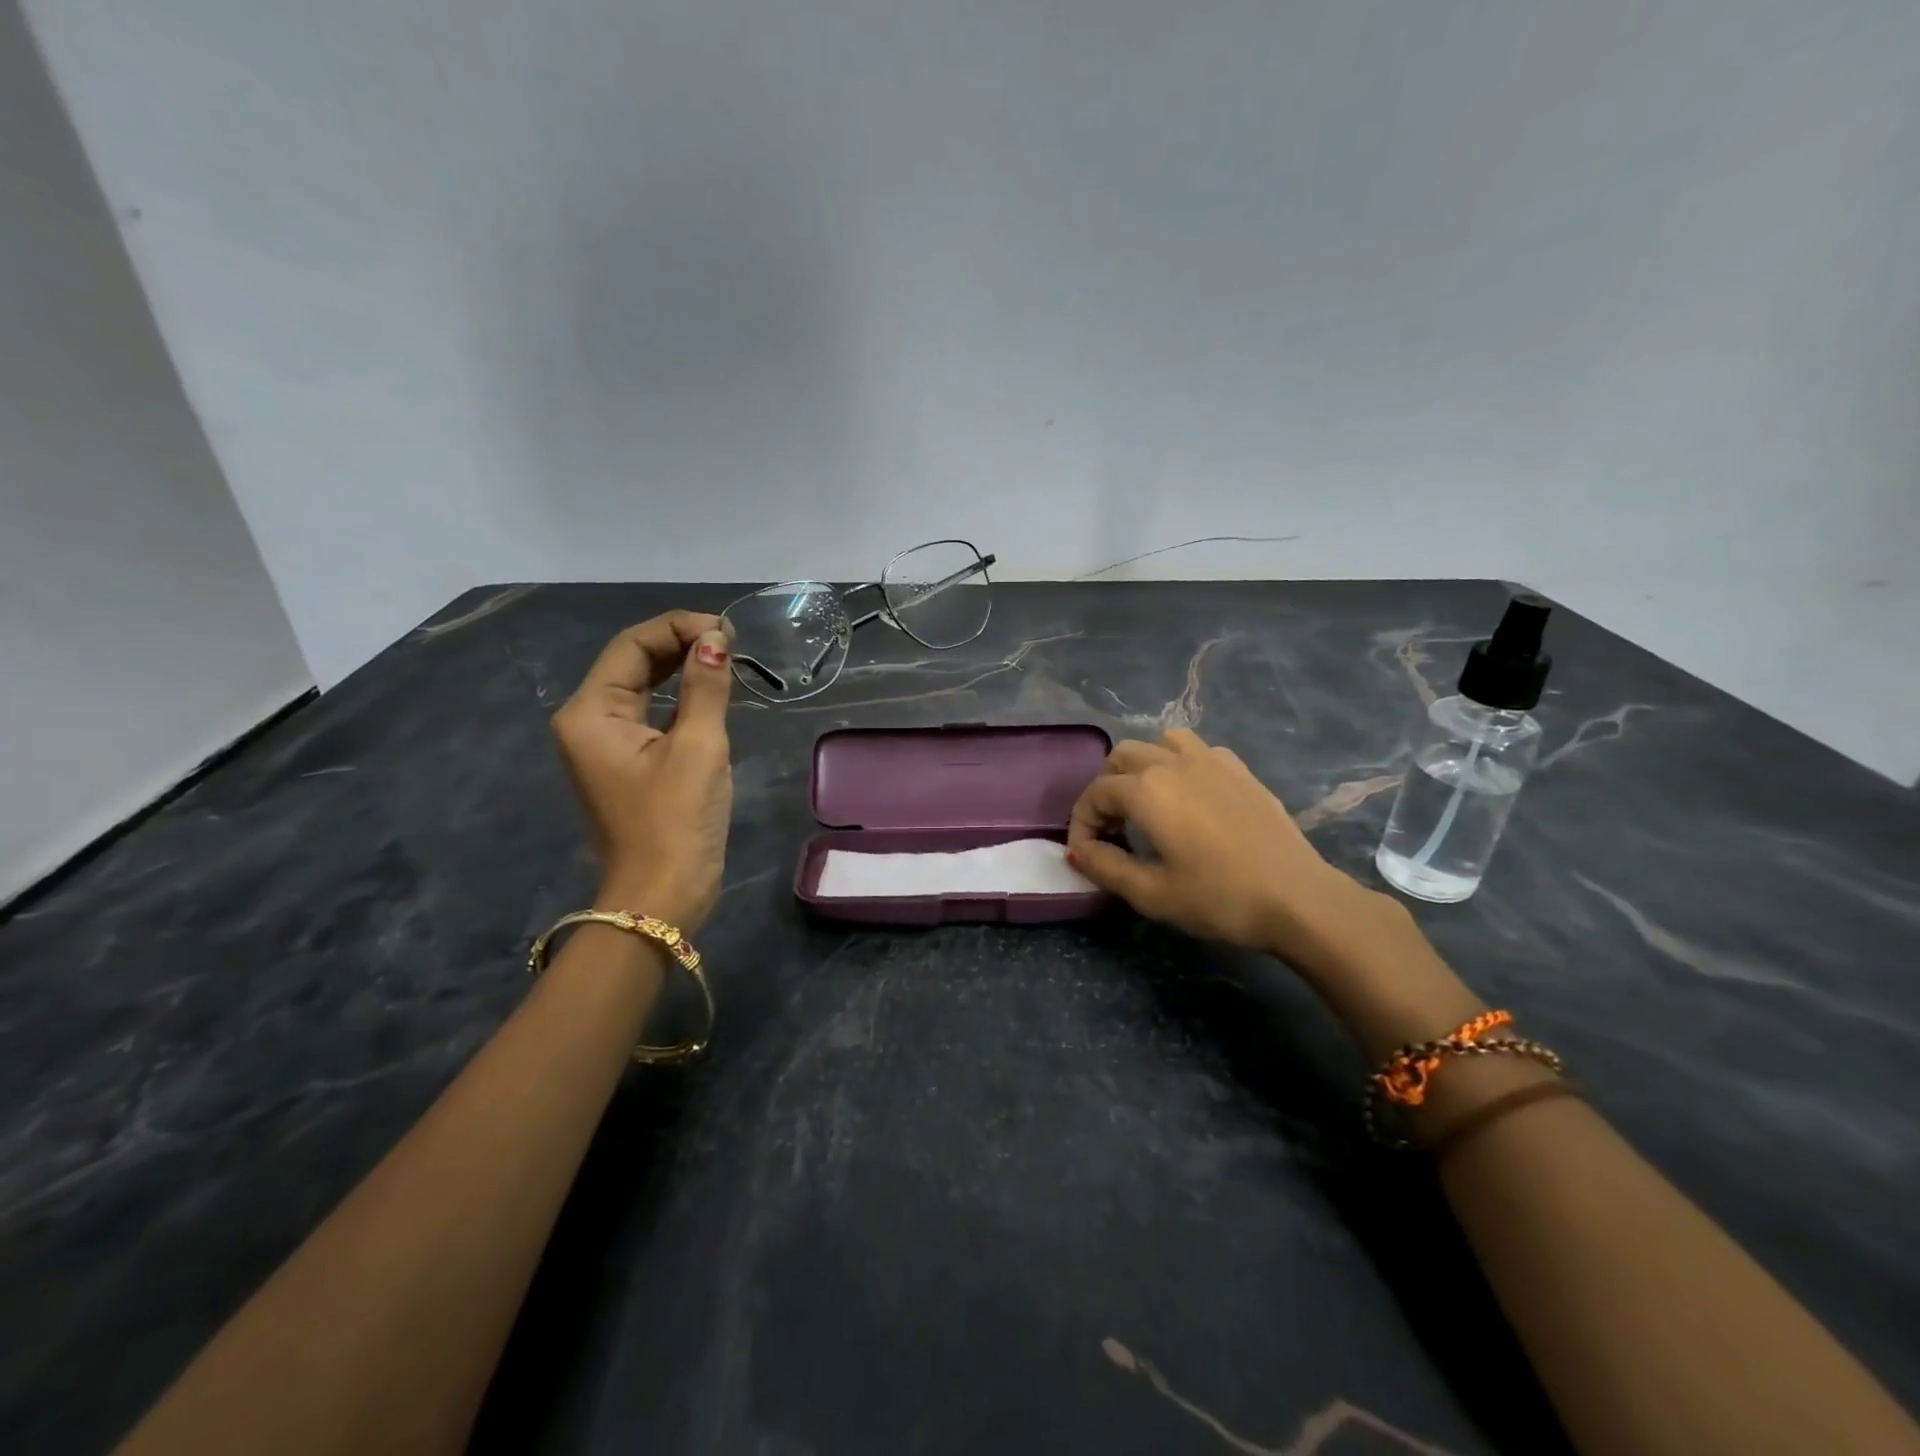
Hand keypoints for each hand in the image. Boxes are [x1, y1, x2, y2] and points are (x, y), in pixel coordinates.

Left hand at [550, 611, 734, 931]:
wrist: (662, 896)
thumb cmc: (676, 821)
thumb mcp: (698, 748)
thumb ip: (706, 687)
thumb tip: (715, 640)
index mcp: (591, 712)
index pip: (631, 645)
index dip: (678, 628)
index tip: (726, 632)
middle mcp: (589, 721)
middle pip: (633, 662)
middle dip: (680, 644)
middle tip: (731, 642)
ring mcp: (607, 744)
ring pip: (644, 687)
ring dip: (683, 668)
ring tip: (727, 659)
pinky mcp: (629, 764)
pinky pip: (653, 714)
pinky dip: (682, 698)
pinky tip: (712, 692)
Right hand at [1067, 729, 1405, 977]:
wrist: (1299, 899)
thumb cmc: (1220, 898)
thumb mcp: (1152, 894)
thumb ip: (1106, 867)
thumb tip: (1078, 852)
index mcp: (1147, 790)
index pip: (1095, 794)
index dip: (1081, 823)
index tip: (1085, 855)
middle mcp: (1173, 763)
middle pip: (1121, 758)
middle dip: (1105, 790)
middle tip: (1112, 830)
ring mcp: (1211, 760)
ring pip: (1159, 743)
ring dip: (1141, 768)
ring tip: (1146, 804)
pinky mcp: (1240, 770)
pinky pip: (1196, 750)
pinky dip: (1178, 765)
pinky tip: (1190, 799)